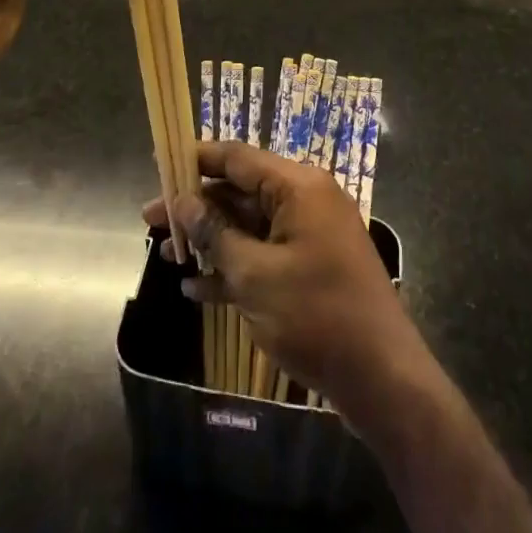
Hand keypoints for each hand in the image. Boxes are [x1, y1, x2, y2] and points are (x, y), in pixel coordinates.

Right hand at [142, 141, 429, 423]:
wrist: (381, 375)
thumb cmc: (316, 314)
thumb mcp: (255, 275)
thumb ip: (216, 235)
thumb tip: (184, 203)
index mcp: (298, 187)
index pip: (238, 157)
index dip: (196, 159)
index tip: (160, 164)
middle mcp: (306, 200)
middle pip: (241, 191)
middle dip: (197, 206)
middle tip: (151, 221)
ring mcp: (311, 234)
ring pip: (250, 225)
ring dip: (211, 240)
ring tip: (168, 255)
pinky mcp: (312, 267)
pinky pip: (265, 254)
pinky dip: (234, 267)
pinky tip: (196, 289)